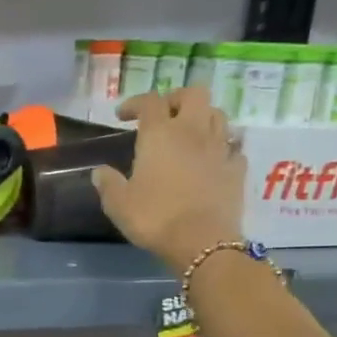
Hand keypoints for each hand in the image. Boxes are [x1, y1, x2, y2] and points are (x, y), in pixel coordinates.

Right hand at [92, 88, 245, 268]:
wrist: (202, 242)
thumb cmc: (154, 218)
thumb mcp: (118, 204)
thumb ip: (107, 183)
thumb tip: (99, 171)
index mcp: (160, 134)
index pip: (149, 101)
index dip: (135, 103)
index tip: (123, 116)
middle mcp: (193, 131)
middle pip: (193, 94)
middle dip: (176, 99)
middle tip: (163, 115)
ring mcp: (220, 148)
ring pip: (217, 115)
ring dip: (202, 118)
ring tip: (189, 134)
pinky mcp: (237, 169)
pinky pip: (233, 146)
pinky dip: (222, 147)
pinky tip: (213, 159)